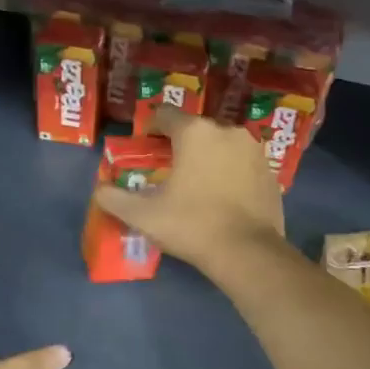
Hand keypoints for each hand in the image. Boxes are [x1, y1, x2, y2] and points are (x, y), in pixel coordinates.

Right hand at [93, 105, 285, 277]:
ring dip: (206, 158)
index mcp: (194, 133)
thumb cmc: (191, 225)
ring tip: (196, 184)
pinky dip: (229, 173)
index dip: (150, 129)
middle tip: (166, 171)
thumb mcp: (143, 215)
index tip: (143, 149)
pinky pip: (241, 164)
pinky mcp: (270, 171)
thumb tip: (99, 191)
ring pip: (221, 145)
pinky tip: (222, 197)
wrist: (247, 253)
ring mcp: (253, 150)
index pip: (165, 115)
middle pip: (194, 130)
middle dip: (179, 145)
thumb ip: (114, 198)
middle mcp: (227, 131)